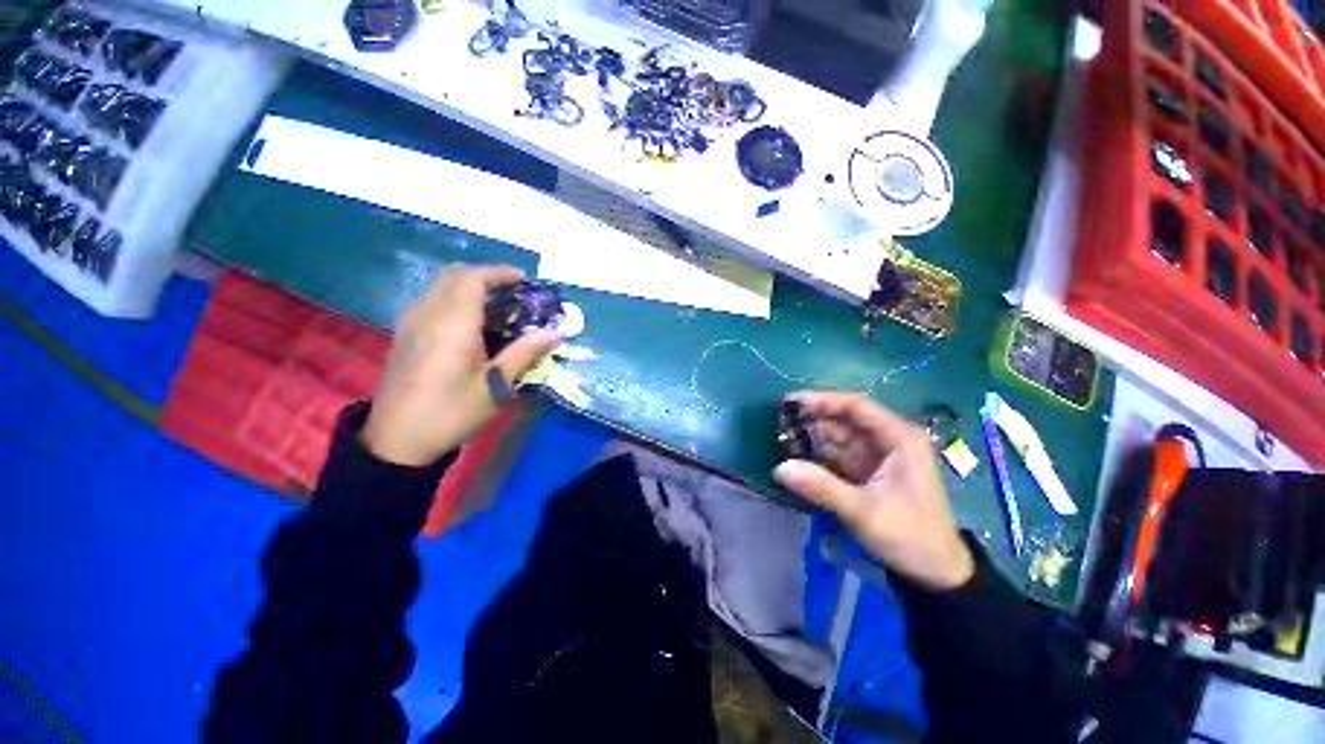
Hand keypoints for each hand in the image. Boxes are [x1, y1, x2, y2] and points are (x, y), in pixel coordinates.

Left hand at [362, 265, 559, 466]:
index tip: (524, 280)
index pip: (473, 278)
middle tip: (514, 292)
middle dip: (486, 276)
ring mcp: (411, 322)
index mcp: (452, 324)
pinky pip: (432, 300)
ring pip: (440, 285)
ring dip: (470, 285)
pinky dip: (455, 297)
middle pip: (455, 275)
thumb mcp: (496, 386)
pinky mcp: (404, 333)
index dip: (500, 272)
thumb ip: (525, 353)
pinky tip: (471, 322)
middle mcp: (427, 314)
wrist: (397, 440)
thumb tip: (556, 332)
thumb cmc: (452, 412)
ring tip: (497, 305)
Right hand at [773, 392, 973, 590]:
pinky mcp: (867, 472)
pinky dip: (817, 456)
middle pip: (843, 420)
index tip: (790, 402)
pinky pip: (837, 456)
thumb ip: (822, 487)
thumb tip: (779, 468)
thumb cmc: (910, 535)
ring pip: (837, 437)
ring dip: (811, 439)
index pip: (855, 405)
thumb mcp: (864, 511)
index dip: (822, 400)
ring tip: (780, 441)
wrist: (935, 573)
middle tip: (777, 425)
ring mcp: (876, 456)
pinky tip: (795, 458)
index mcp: (898, 438)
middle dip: (811, 421)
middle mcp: (887, 440)